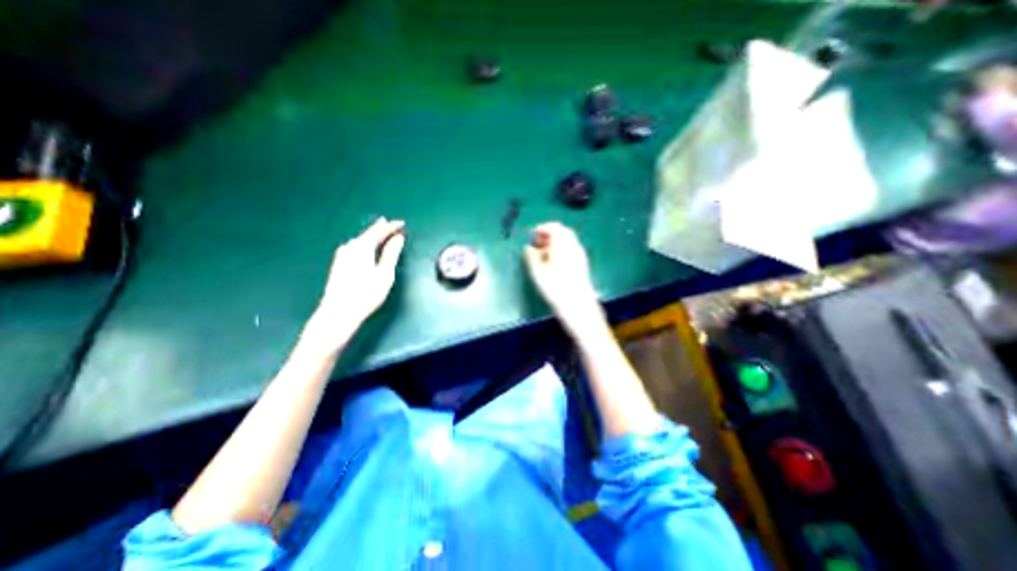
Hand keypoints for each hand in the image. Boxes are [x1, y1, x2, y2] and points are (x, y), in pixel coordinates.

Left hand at [306, 218, 406, 349]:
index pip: (379, 231)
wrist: (338, 312)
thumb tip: (398, 238)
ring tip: (382, 233)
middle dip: (381, 228)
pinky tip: (366, 247)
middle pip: (368, 234)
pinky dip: (365, 243)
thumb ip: (391, 253)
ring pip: (360, 240)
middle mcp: (350, 247)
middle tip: (392, 224)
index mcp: (362, 247)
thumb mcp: (385, 273)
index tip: (402, 223)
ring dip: (372, 236)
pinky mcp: (339, 264)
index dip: (391, 226)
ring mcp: (342, 255)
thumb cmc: (366, 294)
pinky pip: (355, 247)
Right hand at [524, 219, 601, 333]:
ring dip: (555, 243)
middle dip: (549, 235)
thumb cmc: (555, 288)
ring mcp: (580, 255)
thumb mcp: (537, 272)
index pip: (554, 227)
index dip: (542, 229)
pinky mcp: (582, 264)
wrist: (577, 305)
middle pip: (562, 232)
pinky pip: (571, 249)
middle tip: (537, 244)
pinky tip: (554, 262)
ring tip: (543, 254)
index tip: (532, 237)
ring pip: (567, 241)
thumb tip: (528, 248)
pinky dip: (562, 250)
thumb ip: (531, 256)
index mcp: (563, 244)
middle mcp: (574, 246)